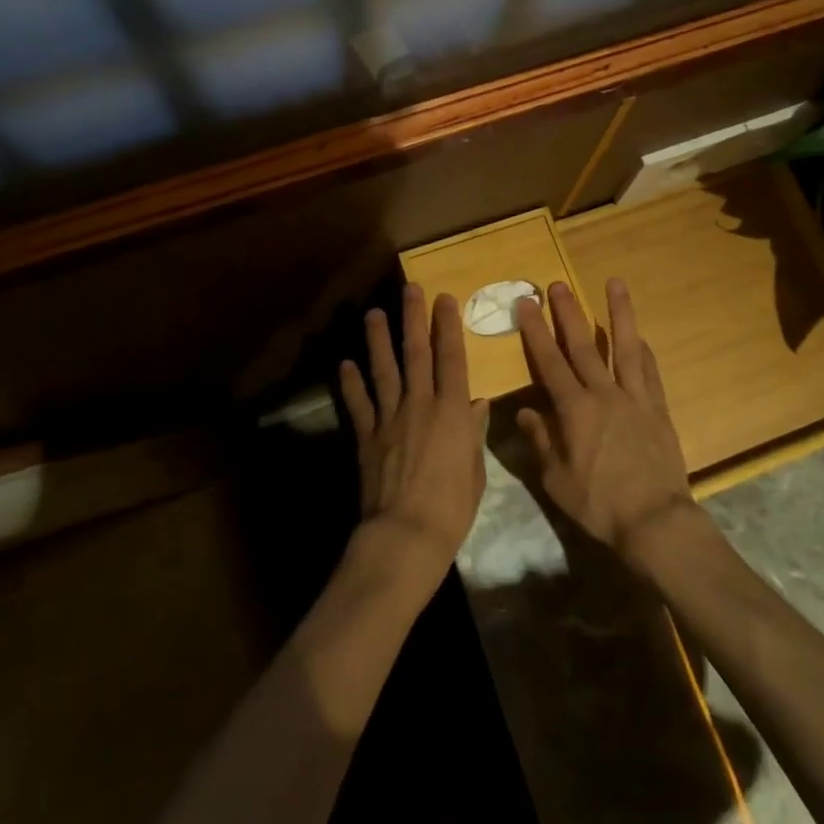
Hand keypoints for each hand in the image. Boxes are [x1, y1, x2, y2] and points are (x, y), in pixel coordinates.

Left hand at [338, 284, 489, 588]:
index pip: (452, 359)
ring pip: (384, 369)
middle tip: (410, 289)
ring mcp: (390, 417)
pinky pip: (358, 403)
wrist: (406, 534)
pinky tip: (345, 364)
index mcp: (451, 411)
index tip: (445, 299)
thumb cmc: (451, 507)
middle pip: (416, 353)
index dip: (448, 327)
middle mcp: (420, 404)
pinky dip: (351, 383)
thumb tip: (477, 403)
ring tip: (373, 314)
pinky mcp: (367, 435)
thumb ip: (473, 432)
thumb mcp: (474, 470)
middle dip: (413, 318)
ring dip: (378, 340)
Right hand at [514, 279, 697, 571]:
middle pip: (582, 345)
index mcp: (574, 409)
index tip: (526, 303)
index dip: (535, 331)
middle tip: (557, 284)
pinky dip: (643, 351)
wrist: (655, 520)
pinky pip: (649, 372)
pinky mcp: (658, 409)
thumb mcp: (556, 480)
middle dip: (568, 313)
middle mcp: (603, 394)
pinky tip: (640, 337)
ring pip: (623, 347)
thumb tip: (524, 413)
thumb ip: (540, 441)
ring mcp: (634, 398)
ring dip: (618, 313)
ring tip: (615, 283)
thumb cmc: (598, 503)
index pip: (549, 361)